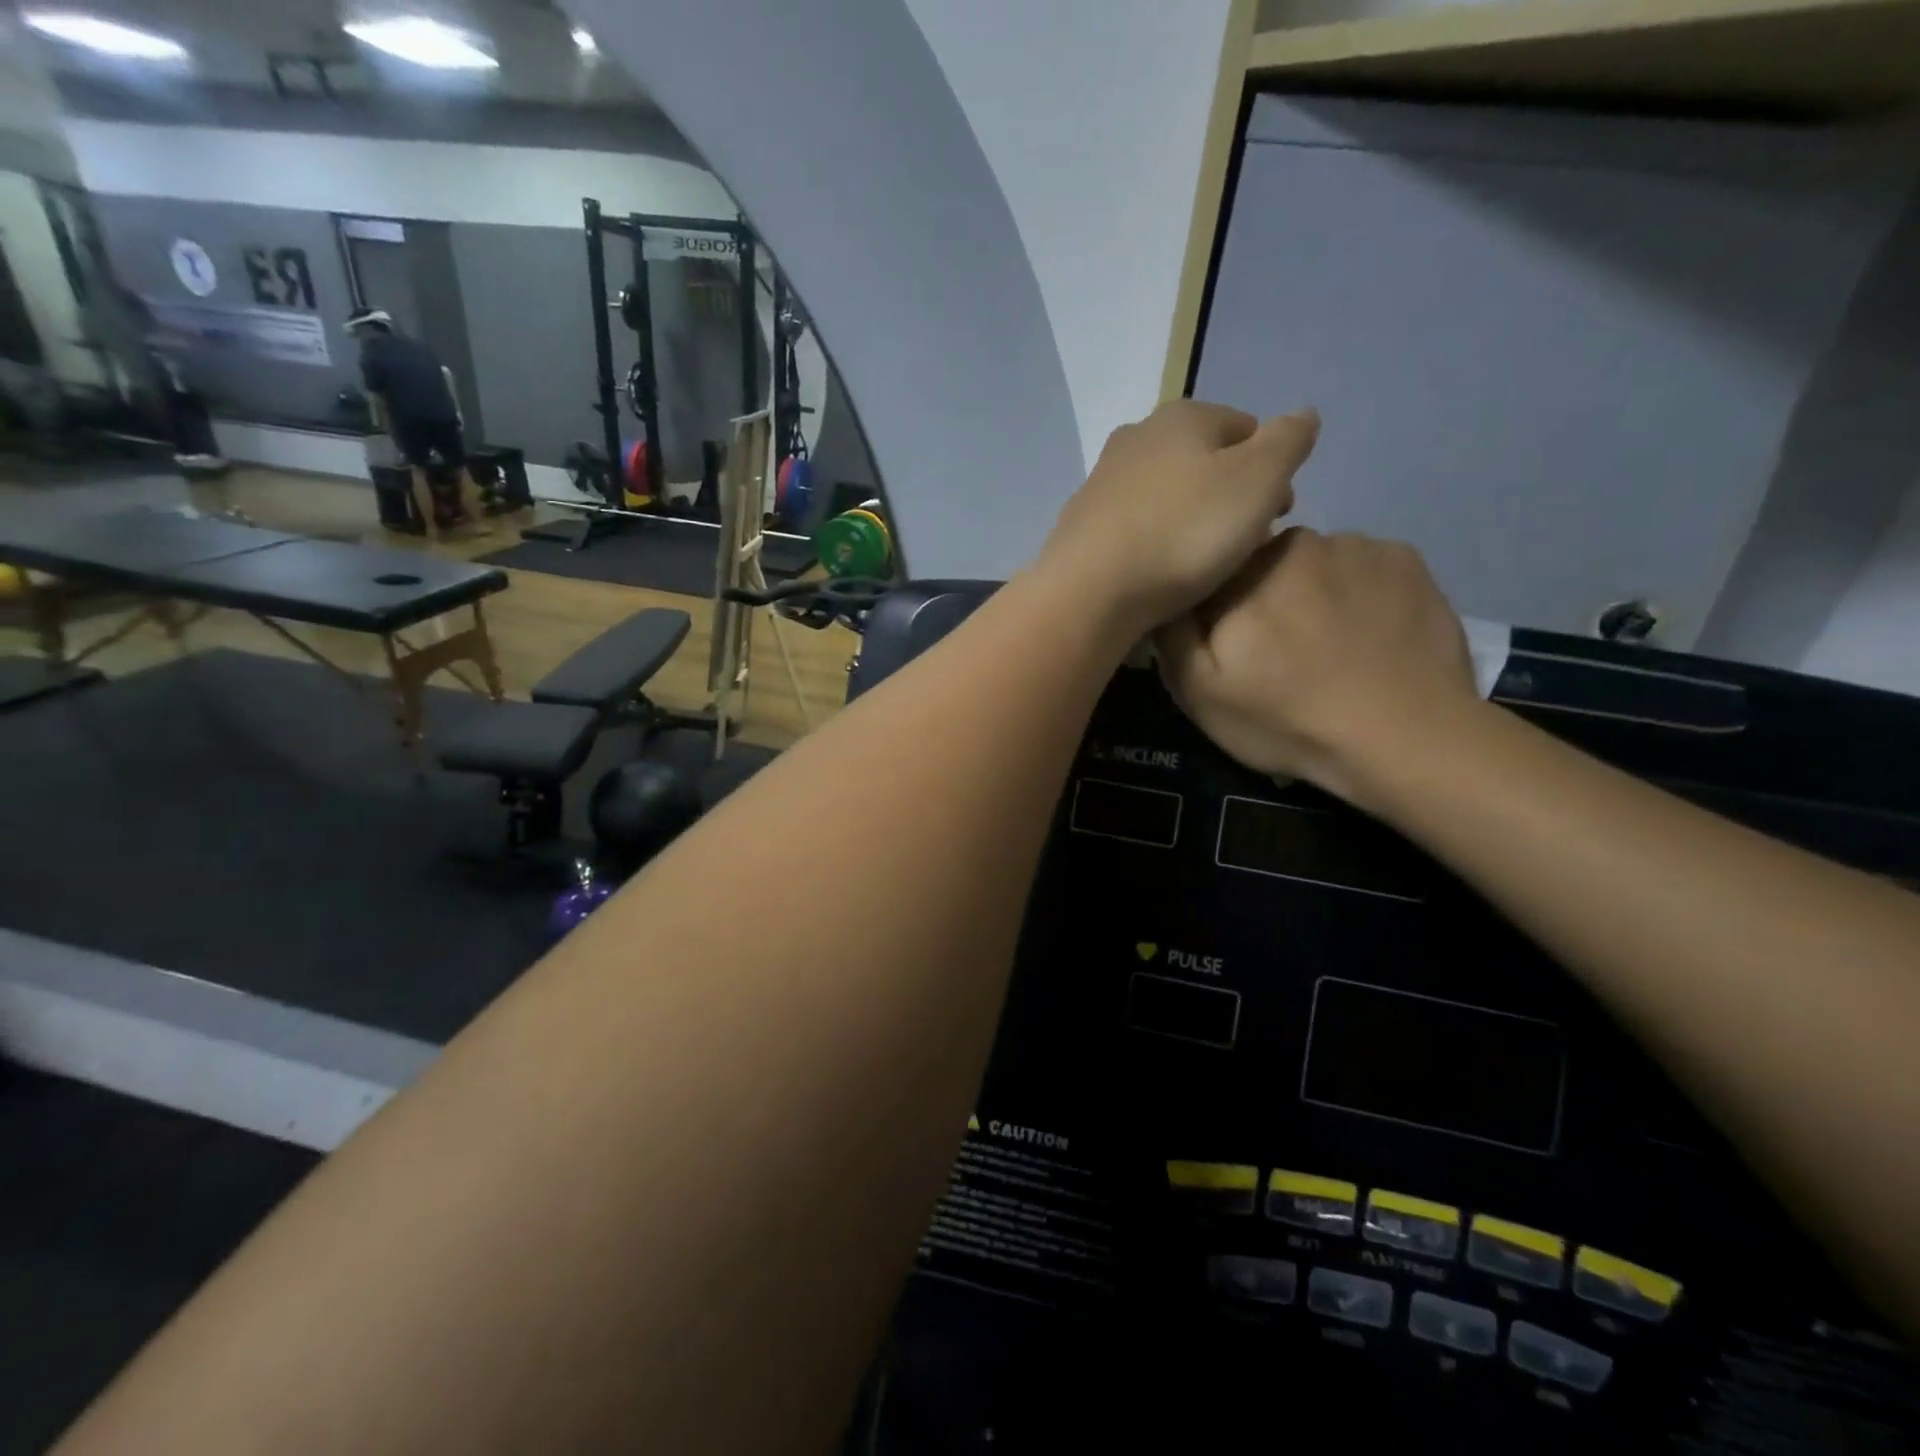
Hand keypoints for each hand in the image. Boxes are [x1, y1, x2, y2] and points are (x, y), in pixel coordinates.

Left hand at [1036, 400, 1318, 635]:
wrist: (1092, 590)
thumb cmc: (1185, 532)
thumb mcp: (1259, 480)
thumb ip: (1289, 441)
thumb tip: (1304, 414)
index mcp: (1182, 415)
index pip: (1246, 429)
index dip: (1271, 471)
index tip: (1278, 516)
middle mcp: (1135, 437)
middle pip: (1203, 463)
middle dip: (1230, 496)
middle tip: (1245, 543)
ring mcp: (1101, 482)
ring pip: (1167, 496)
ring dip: (1191, 520)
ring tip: (1204, 564)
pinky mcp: (1081, 525)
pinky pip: (1135, 528)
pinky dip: (1154, 542)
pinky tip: (1159, 572)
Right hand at [1157, 529, 1478, 806]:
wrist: (1406, 739)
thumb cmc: (1288, 718)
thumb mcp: (1198, 691)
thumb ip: (1171, 632)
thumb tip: (1170, 594)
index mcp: (1244, 568)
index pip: (1211, 574)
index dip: (1213, 613)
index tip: (1229, 651)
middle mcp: (1301, 539)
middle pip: (1263, 565)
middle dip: (1263, 600)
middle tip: (1278, 657)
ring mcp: (1362, 545)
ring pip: (1316, 566)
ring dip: (1312, 596)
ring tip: (1327, 651)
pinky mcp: (1411, 562)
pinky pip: (1365, 570)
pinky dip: (1360, 596)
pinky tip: (1367, 639)